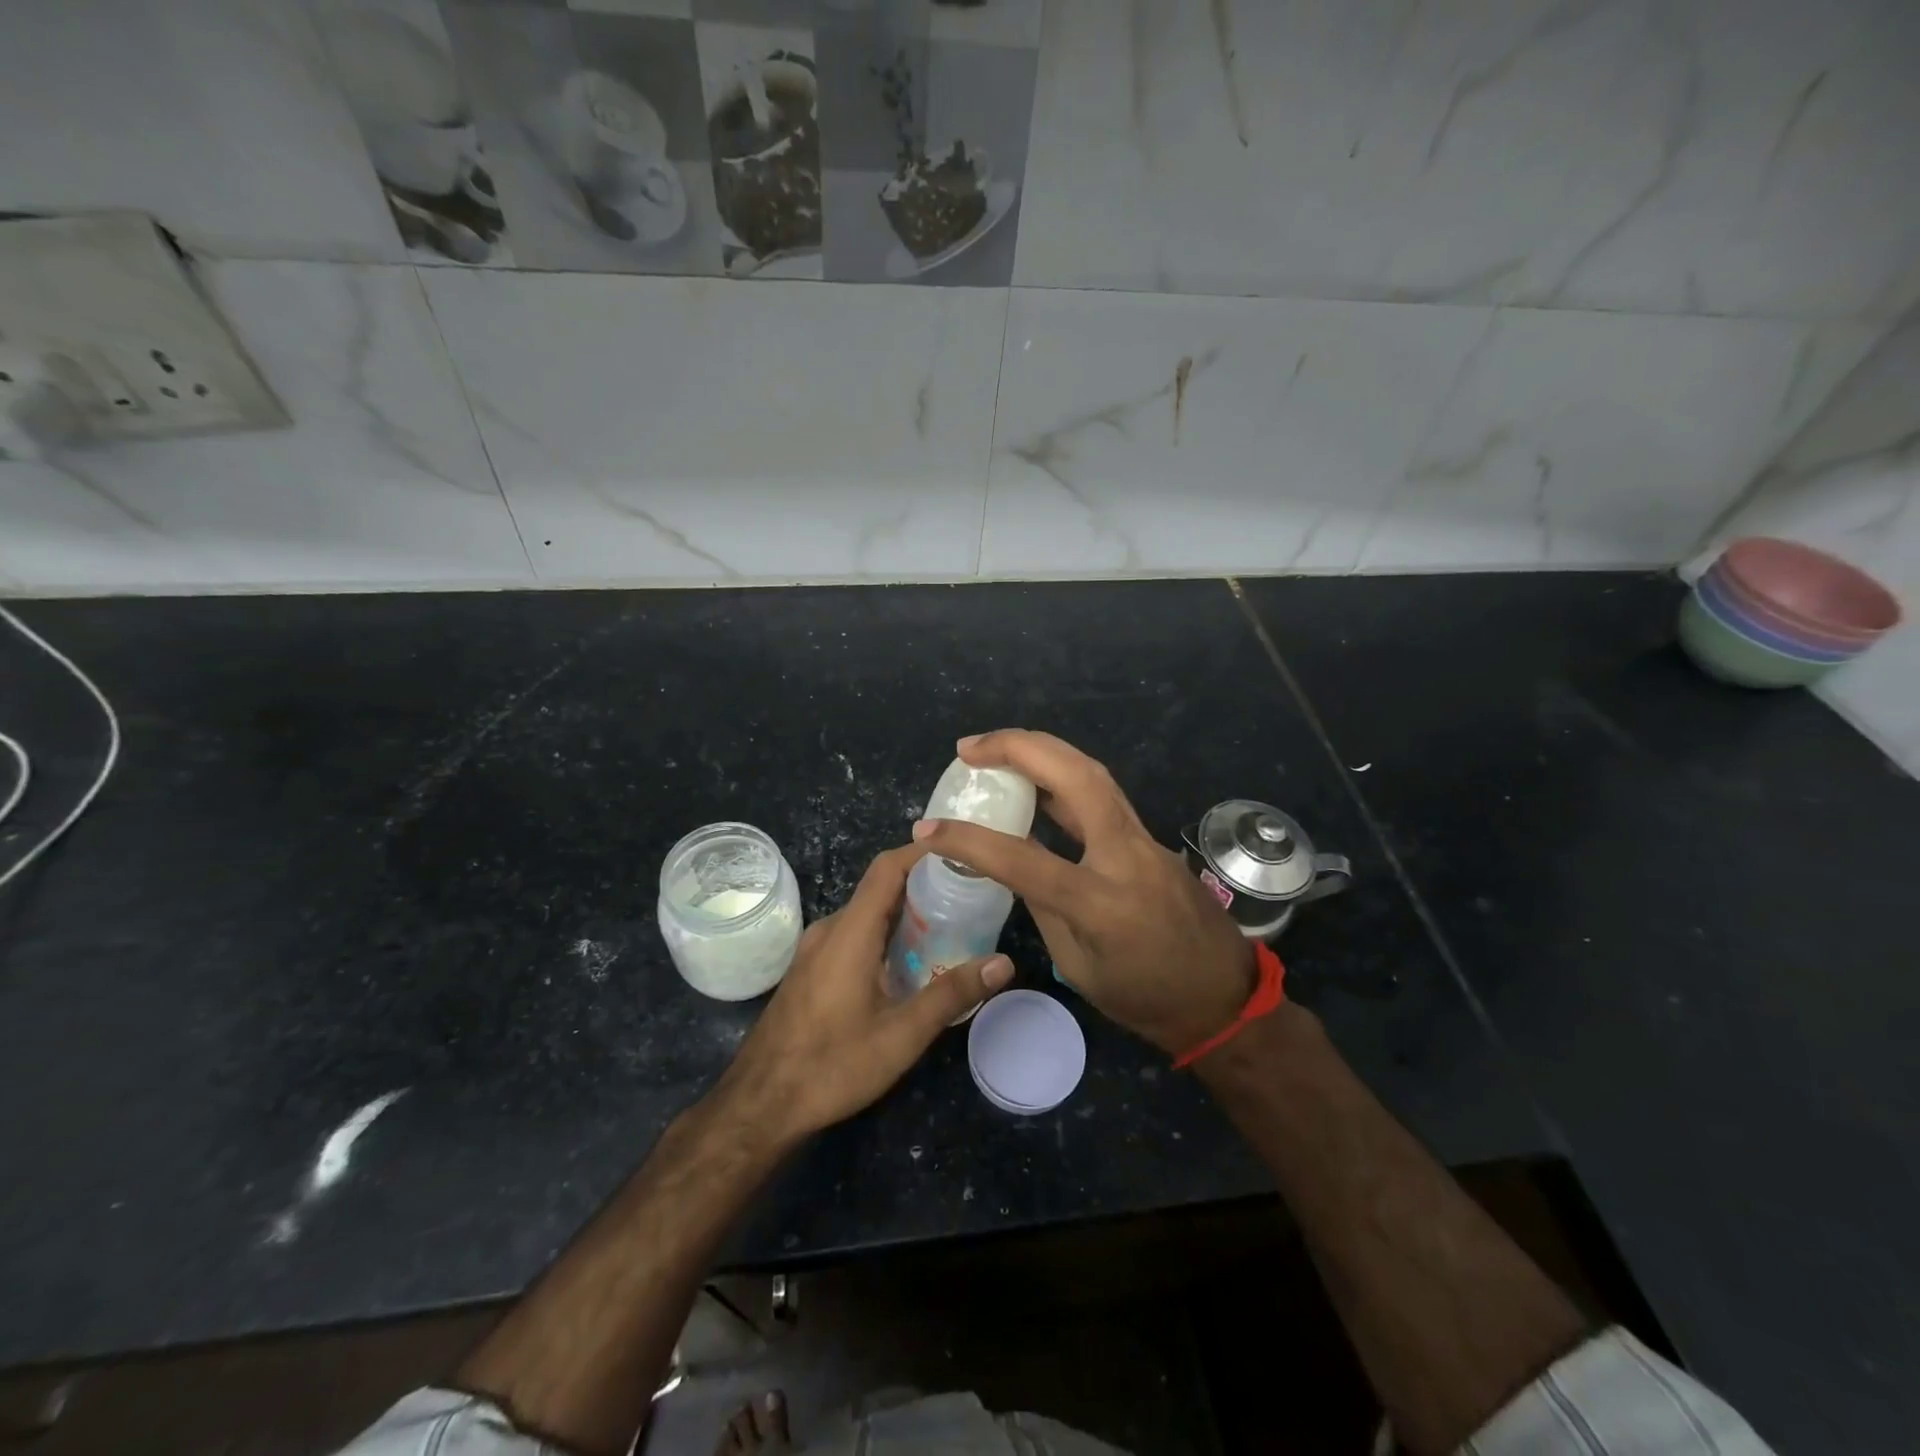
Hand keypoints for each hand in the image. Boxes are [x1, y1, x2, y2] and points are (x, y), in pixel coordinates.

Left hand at [710, 843, 1012, 1144]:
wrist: (759, 1105)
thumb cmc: (831, 1066)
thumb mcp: (901, 1035)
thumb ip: (952, 994)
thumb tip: (1003, 963)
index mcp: (850, 932)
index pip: (887, 868)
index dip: (923, 852)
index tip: (962, 853)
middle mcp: (830, 930)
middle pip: (880, 889)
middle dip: (924, 886)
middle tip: (969, 896)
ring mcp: (815, 950)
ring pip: (867, 915)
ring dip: (906, 914)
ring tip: (950, 927)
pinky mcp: (811, 970)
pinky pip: (853, 936)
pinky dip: (886, 936)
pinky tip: (910, 964)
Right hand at [912, 731, 1253, 1057]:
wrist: (1222, 997)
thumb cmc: (1145, 999)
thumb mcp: (1078, 965)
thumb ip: (1043, 905)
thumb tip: (1013, 860)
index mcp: (1102, 903)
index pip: (1022, 859)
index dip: (967, 840)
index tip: (927, 829)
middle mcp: (1126, 855)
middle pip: (1075, 776)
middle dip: (1018, 748)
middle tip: (968, 749)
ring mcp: (1145, 839)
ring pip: (1092, 772)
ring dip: (1040, 751)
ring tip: (993, 749)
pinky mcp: (1149, 835)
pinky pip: (1102, 793)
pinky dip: (1061, 775)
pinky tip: (1035, 779)